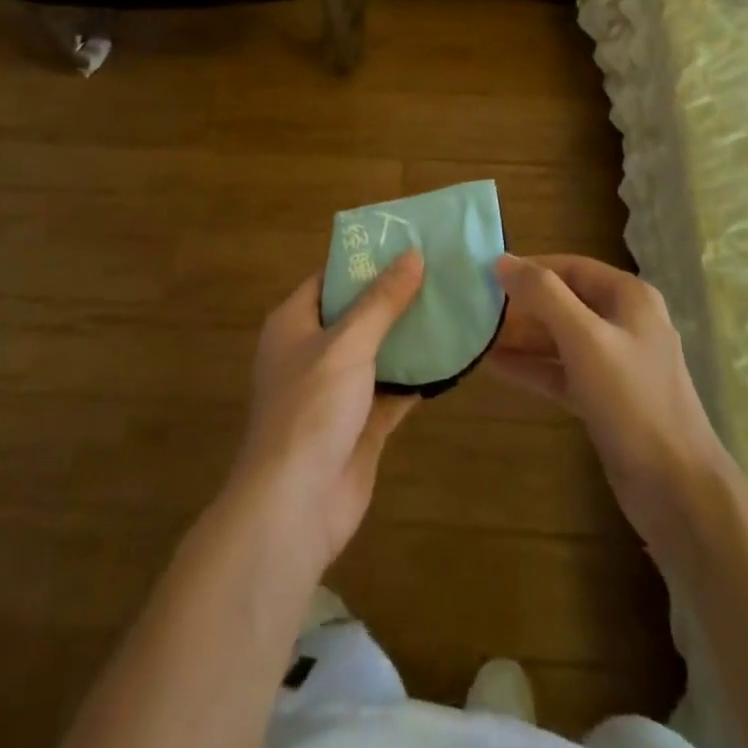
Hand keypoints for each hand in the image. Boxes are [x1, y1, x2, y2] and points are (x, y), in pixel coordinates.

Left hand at [228, 250, 424, 575]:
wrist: (295, 506)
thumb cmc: (311, 408)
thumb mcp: (348, 343)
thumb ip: (382, 301)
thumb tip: (413, 254)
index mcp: (294, 324)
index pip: (331, 277)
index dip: (365, 259)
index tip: (406, 241)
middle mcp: (312, 352)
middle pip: (357, 313)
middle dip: (395, 295)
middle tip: (439, 269)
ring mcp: (336, 391)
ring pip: (378, 351)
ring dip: (410, 335)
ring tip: (452, 304)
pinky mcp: (360, 424)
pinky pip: (393, 389)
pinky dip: (418, 376)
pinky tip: (451, 356)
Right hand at [490, 254, 738, 553]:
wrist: (677, 489)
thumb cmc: (632, 400)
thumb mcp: (584, 339)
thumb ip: (544, 295)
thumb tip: (502, 261)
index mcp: (630, 297)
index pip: (572, 266)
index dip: (531, 267)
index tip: (488, 273)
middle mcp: (625, 323)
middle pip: (565, 302)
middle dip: (523, 305)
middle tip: (476, 308)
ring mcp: (617, 363)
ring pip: (561, 339)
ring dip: (523, 337)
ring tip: (477, 336)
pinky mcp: (606, 399)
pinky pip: (562, 371)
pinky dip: (533, 367)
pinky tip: (496, 366)